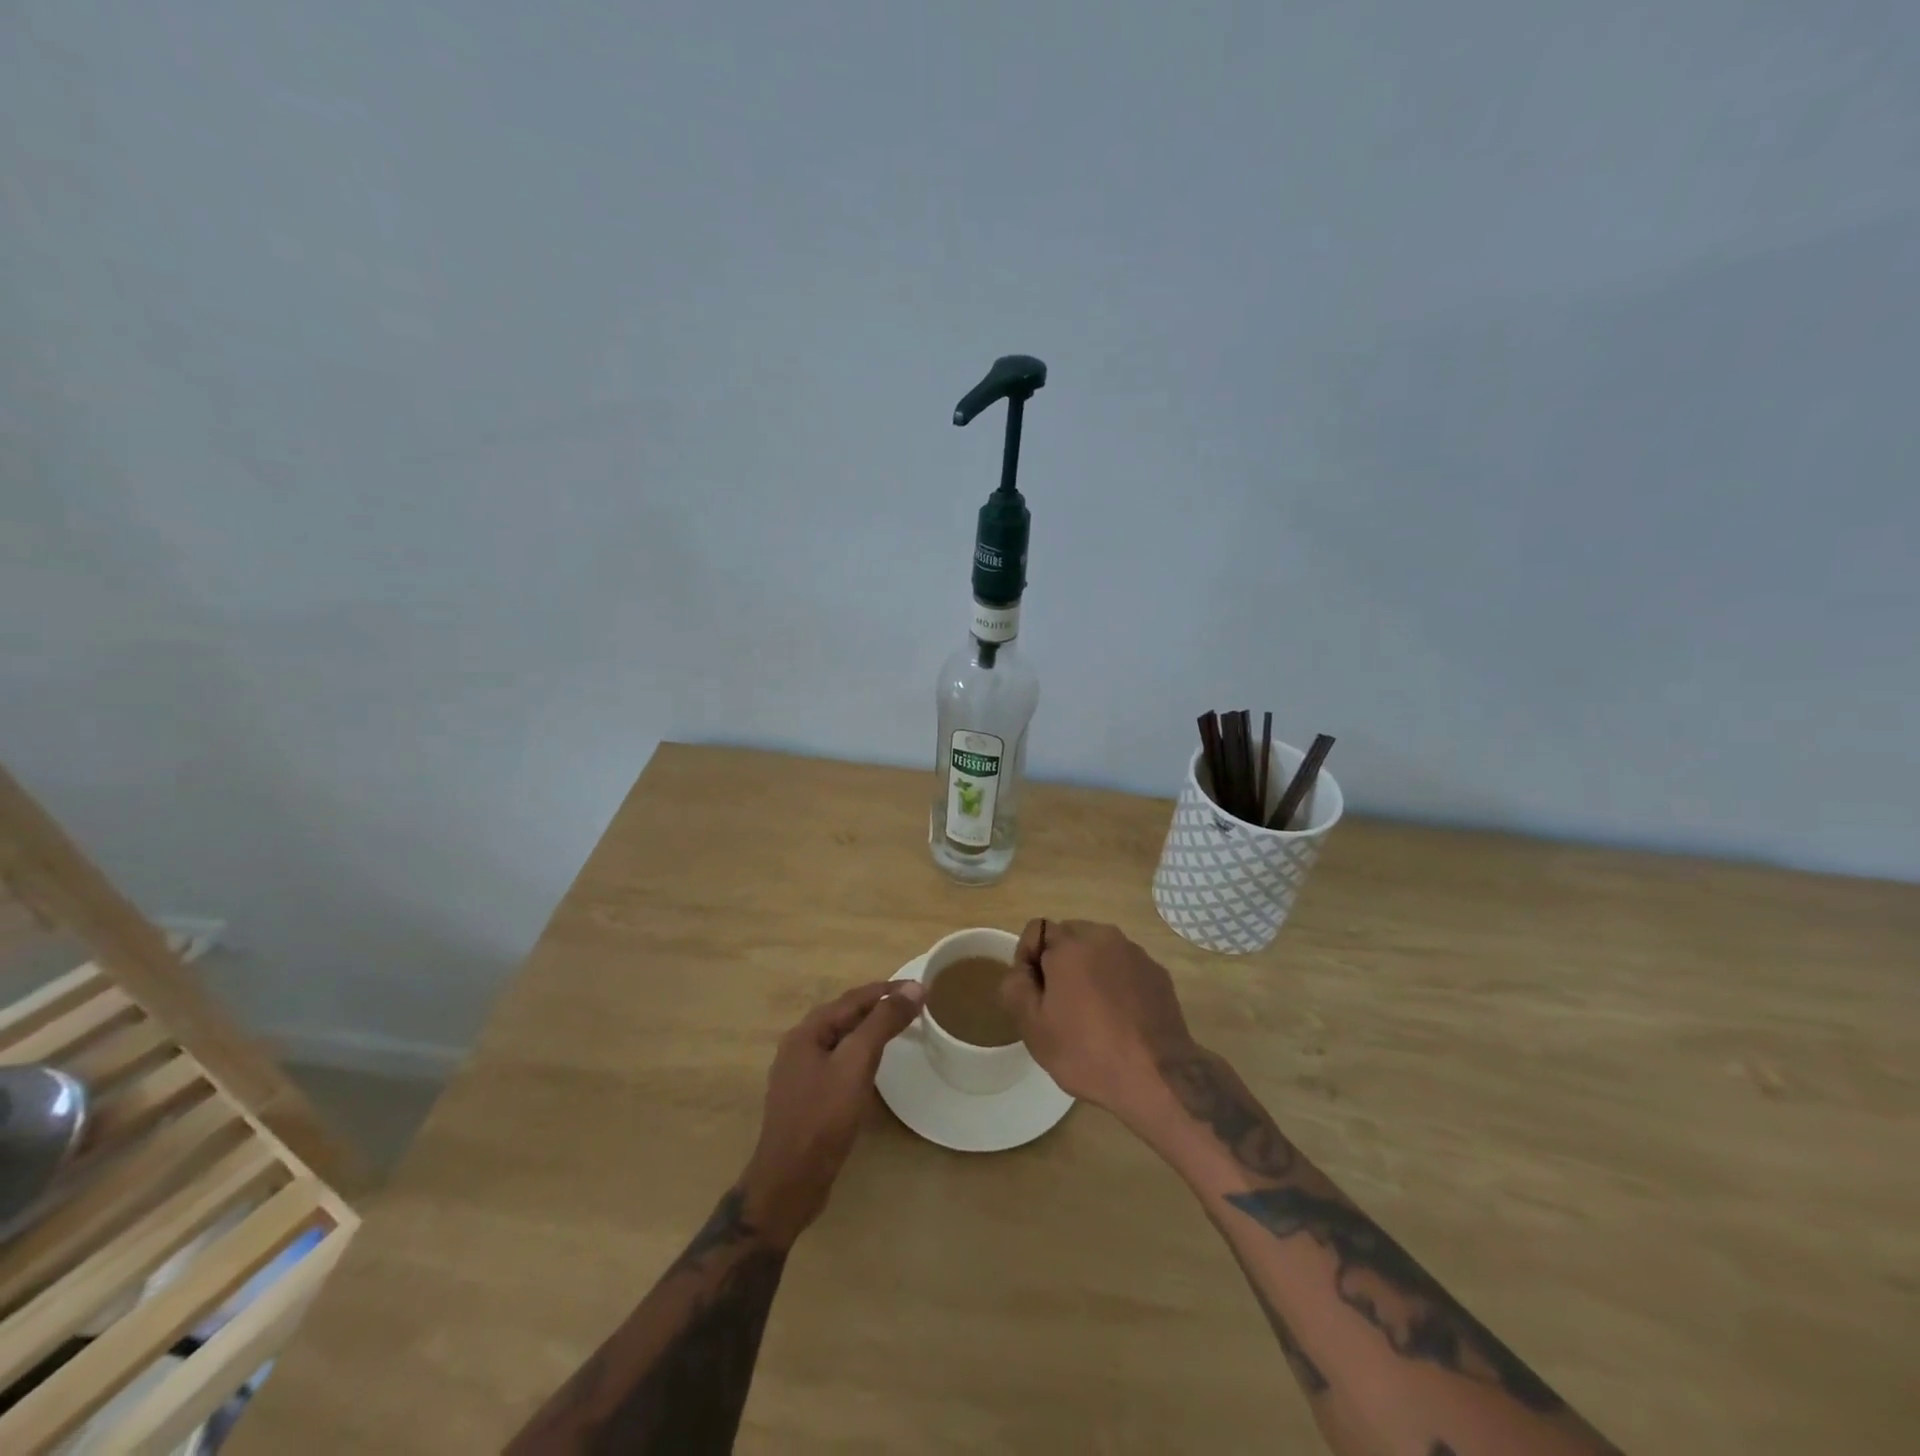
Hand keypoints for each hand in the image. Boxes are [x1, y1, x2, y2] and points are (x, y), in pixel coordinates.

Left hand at [739, 979, 923, 1245]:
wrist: (789, 1184)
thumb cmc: (822, 1118)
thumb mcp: (856, 1063)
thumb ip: (883, 1022)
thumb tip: (914, 988)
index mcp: (806, 1032)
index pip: (853, 998)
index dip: (887, 990)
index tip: (920, 987)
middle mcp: (799, 1046)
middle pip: (845, 1015)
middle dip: (878, 1006)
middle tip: (913, 1006)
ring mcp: (801, 1074)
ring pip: (842, 1039)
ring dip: (870, 1029)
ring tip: (899, 1028)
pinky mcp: (808, 1098)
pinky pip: (839, 1062)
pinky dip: (861, 1053)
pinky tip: (874, 1065)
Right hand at [1001, 919, 1195, 1125]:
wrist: (1158, 1077)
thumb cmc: (1087, 1051)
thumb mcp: (1033, 1027)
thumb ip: (1016, 987)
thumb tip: (1021, 970)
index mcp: (1070, 945)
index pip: (1035, 929)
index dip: (1027, 958)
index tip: (1034, 992)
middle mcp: (1104, 937)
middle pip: (1069, 936)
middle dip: (1059, 961)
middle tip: (1060, 1003)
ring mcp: (1135, 953)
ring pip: (1100, 950)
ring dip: (1090, 970)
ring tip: (1093, 1012)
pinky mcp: (1158, 973)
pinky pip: (1125, 967)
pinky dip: (1117, 982)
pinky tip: (1121, 1017)